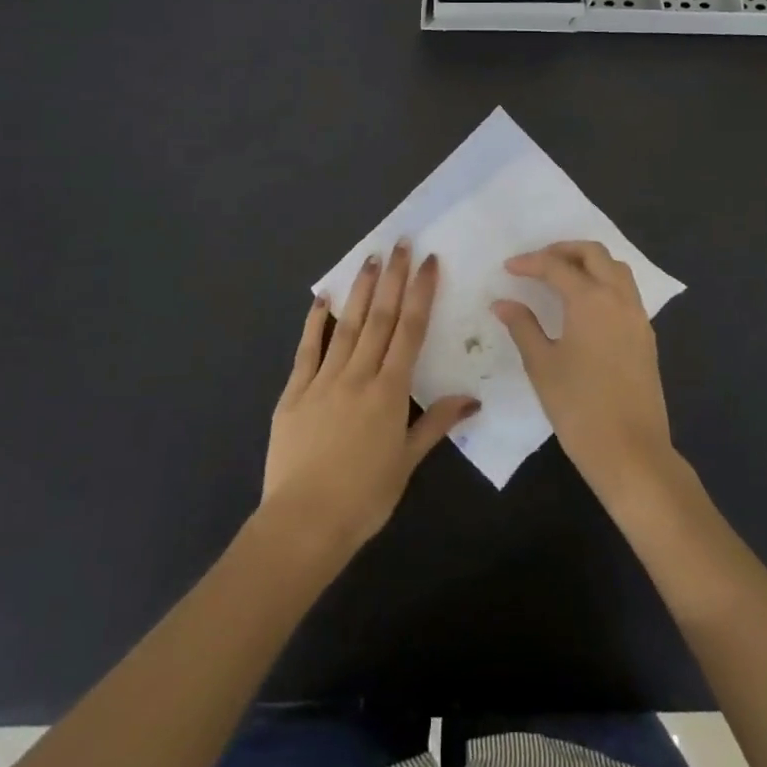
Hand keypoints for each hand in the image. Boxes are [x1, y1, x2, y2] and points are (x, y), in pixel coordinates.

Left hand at [260, 243, 479, 563]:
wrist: (304, 522)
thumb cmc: (364, 497)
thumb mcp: (406, 462)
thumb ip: (435, 424)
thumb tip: (471, 398)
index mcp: (389, 392)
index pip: (410, 331)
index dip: (421, 293)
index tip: (429, 262)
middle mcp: (358, 376)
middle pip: (380, 318)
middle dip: (393, 278)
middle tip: (401, 243)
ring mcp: (323, 380)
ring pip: (347, 325)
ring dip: (361, 290)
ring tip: (370, 258)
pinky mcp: (294, 392)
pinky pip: (307, 350)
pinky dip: (316, 322)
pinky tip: (323, 298)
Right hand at [493, 241, 678, 509]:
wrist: (631, 452)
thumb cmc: (579, 407)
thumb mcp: (542, 365)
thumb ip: (523, 326)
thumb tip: (503, 302)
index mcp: (591, 300)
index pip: (557, 266)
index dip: (530, 263)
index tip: (508, 269)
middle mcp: (619, 299)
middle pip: (594, 254)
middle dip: (564, 250)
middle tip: (537, 262)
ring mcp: (637, 317)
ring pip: (616, 269)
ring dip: (589, 263)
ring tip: (561, 277)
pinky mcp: (645, 336)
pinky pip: (626, 292)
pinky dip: (604, 283)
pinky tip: (584, 305)